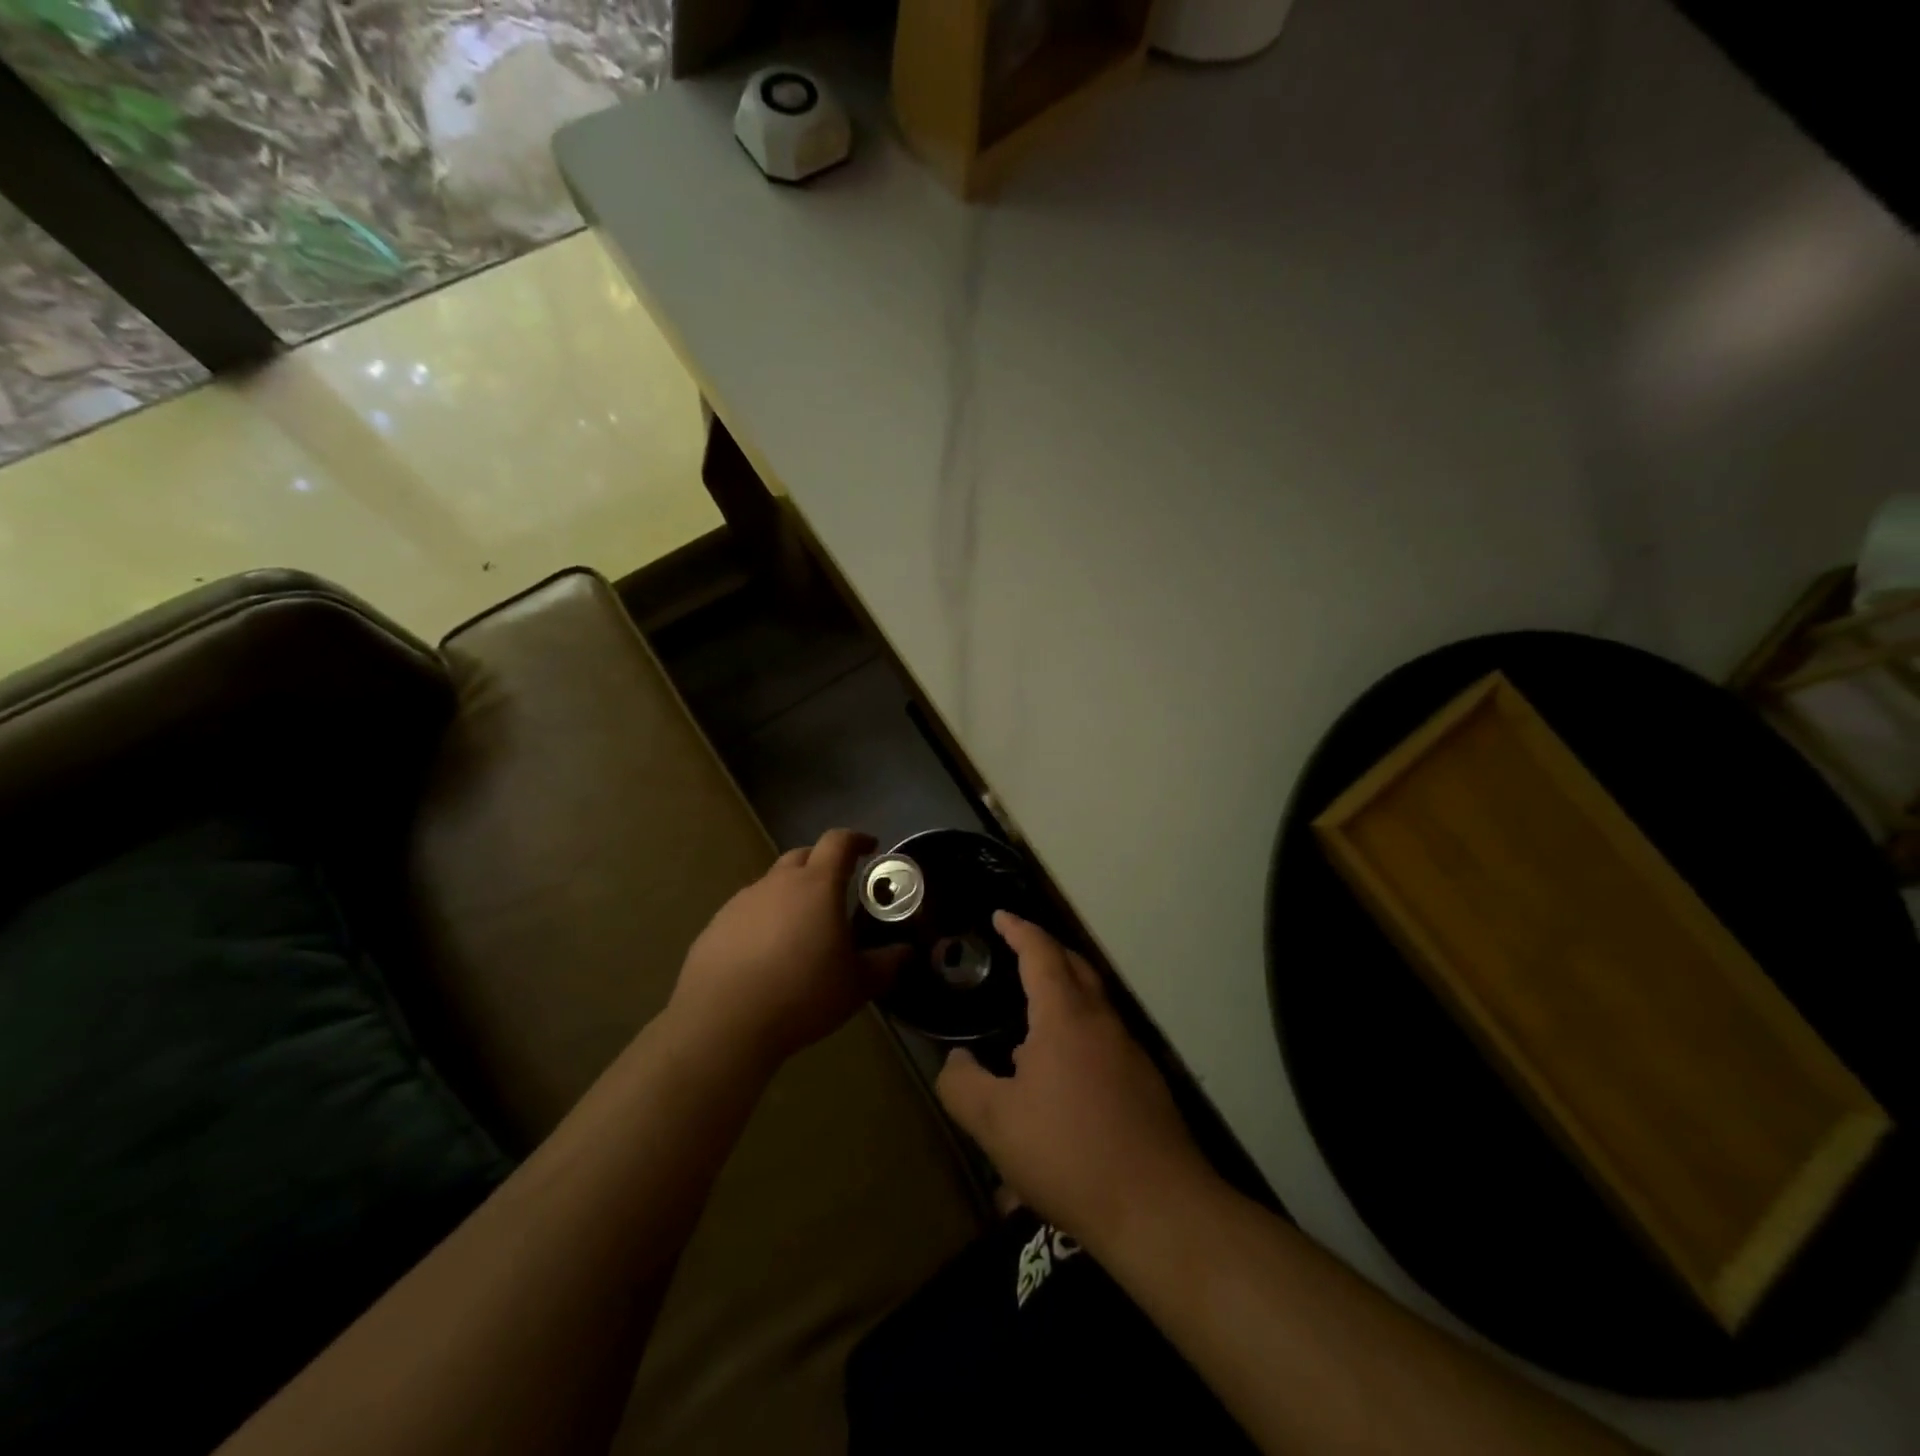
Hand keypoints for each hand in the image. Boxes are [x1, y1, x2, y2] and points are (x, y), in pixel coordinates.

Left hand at [670, 828, 899, 1069]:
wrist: (722, 1023)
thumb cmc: (802, 995)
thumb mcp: (857, 985)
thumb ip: (886, 964)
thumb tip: (906, 952)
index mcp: (817, 885)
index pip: (839, 842)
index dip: (856, 840)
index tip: (870, 847)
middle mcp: (777, 883)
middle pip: (802, 856)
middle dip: (822, 864)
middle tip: (837, 889)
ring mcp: (741, 903)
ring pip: (772, 885)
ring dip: (790, 895)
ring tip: (800, 929)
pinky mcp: (715, 927)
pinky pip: (747, 913)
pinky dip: (762, 922)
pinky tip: (765, 956)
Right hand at [936, 912, 1210, 1247]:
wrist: (1158, 1209)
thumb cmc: (1068, 1153)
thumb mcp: (996, 1124)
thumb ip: (963, 1085)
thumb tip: (956, 1060)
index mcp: (1065, 1016)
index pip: (1040, 953)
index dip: (1018, 930)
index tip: (1000, 916)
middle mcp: (1102, 1022)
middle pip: (1075, 967)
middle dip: (1045, 950)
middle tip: (1017, 950)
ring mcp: (1130, 1052)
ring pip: (1092, 1005)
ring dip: (1063, 996)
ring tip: (1027, 1022)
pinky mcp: (1145, 1085)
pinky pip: (1103, 1040)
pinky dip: (1077, 1035)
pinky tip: (1059, 1079)